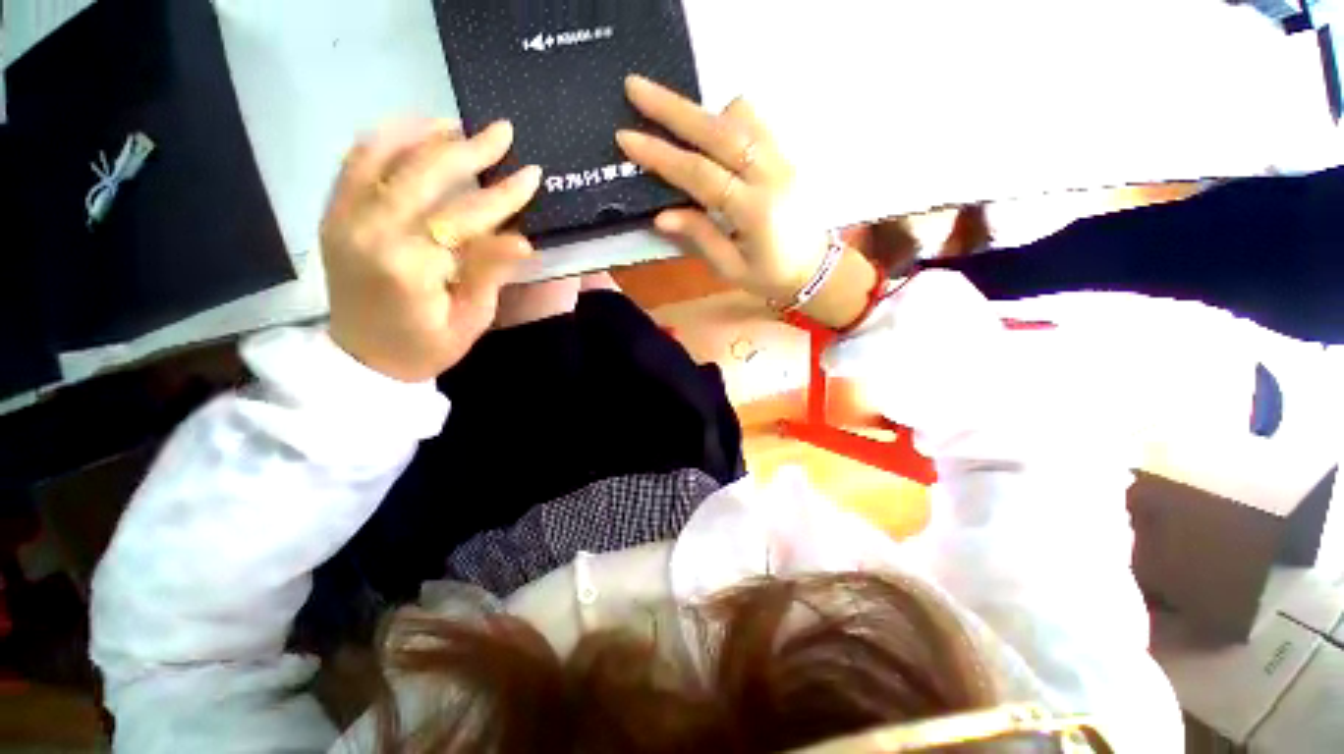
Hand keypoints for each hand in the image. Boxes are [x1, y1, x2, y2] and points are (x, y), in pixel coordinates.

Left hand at [321, 119, 541, 381]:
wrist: (361, 359)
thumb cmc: (426, 347)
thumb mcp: (470, 319)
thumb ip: (490, 273)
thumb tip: (523, 239)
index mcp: (411, 267)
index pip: (465, 217)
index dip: (503, 195)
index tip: (532, 173)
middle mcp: (371, 232)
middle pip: (424, 174)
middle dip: (470, 150)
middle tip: (502, 132)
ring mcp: (345, 219)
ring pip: (384, 156)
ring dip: (425, 134)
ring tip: (458, 126)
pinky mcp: (333, 215)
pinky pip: (354, 163)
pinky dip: (384, 138)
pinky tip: (412, 130)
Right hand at [616, 75, 828, 303]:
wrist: (815, 268)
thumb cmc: (770, 276)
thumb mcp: (731, 268)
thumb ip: (700, 237)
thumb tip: (661, 215)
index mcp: (754, 211)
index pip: (701, 175)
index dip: (662, 156)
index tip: (626, 137)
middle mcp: (770, 176)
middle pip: (718, 131)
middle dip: (673, 109)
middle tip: (635, 87)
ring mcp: (782, 160)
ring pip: (740, 117)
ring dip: (703, 112)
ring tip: (672, 114)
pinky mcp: (787, 155)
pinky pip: (756, 122)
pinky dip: (728, 117)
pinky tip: (712, 130)